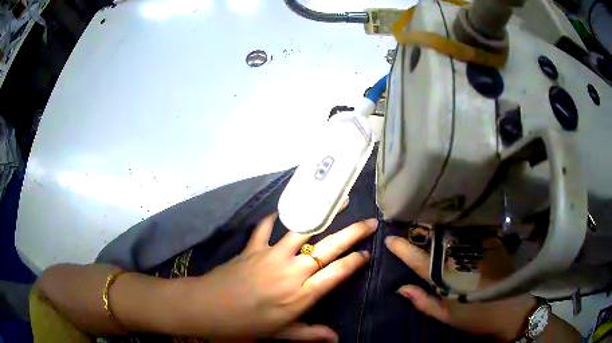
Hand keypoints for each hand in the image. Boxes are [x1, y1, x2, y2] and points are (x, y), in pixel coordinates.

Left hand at [189, 213, 377, 341]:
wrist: (209, 308)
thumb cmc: (247, 324)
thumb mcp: (281, 334)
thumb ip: (310, 335)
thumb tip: (336, 338)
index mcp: (302, 294)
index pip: (337, 273)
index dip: (354, 262)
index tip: (367, 253)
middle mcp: (292, 271)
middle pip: (328, 248)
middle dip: (352, 234)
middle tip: (370, 222)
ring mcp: (272, 256)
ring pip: (303, 230)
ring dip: (322, 214)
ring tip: (337, 201)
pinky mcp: (253, 247)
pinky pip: (266, 228)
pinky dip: (273, 218)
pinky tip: (282, 211)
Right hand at [385, 235, 535, 341]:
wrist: (511, 310)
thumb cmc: (477, 317)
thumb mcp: (448, 316)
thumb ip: (424, 301)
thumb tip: (401, 287)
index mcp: (447, 277)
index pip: (419, 260)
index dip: (403, 248)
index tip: (389, 238)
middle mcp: (461, 258)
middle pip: (436, 240)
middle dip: (419, 231)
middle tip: (406, 222)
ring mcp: (478, 248)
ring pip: (453, 232)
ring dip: (438, 226)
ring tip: (426, 220)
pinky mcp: (491, 244)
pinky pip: (470, 231)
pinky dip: (458, 228)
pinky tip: (453, 224)